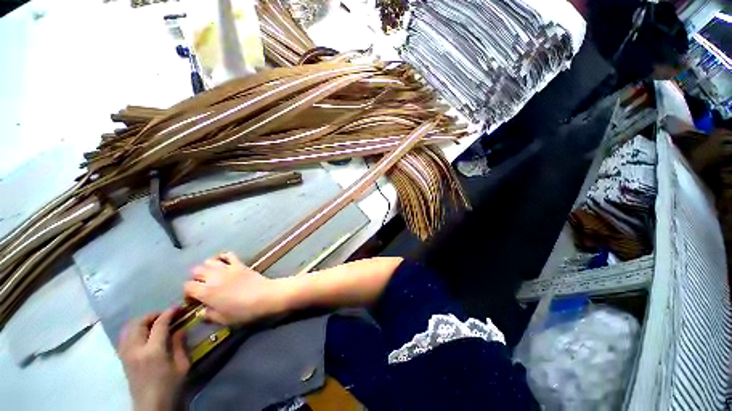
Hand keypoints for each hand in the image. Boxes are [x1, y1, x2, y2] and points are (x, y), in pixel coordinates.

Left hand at [118, 309, 188, 410]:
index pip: (159, 324)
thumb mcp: (182, 366)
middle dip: (153, 315)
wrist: (152, 407)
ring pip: (128, 329)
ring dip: (142, 322)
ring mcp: (126, 355)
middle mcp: (136, 350)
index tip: (178, 307)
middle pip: (139, 323)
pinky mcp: (123, 360)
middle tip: (166, 315)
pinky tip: (143, 334)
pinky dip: (134, 331)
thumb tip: (180, 329)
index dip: (169, 313)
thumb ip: (180, 345)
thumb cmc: (171, 387)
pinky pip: (124, 338)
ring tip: (155, 323)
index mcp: (153, 351)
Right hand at [184, 252, 289, 324]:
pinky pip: (228, 254)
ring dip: (207, 267)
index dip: (188, 293)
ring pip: (209, 261)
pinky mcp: (239, 263)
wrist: (265, 296)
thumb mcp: (223, 319)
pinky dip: (223, 257)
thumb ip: (209, 315)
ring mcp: (227, 268)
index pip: (187, 286)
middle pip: (195, 271)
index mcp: (206, 292)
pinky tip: (224, 263)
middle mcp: (213, 277)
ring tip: (212, 275)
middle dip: (196, 279)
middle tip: (202, 287)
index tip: (194, 300)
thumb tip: (202, 311)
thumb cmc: (243, 311)